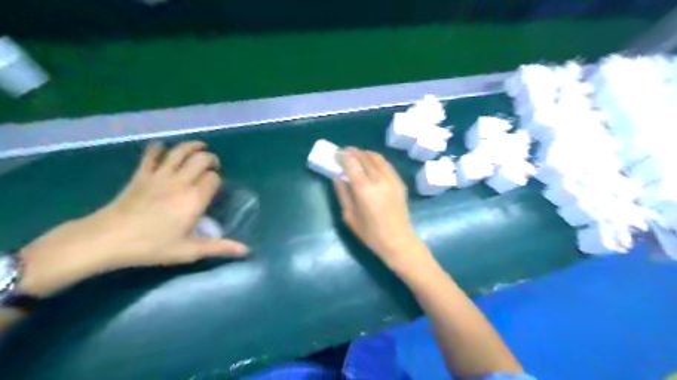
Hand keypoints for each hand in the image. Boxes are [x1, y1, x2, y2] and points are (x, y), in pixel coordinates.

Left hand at [20, 141, 249, 296]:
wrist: (107, 239)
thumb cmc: (152, 246)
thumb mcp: (190, 251)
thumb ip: (220, 247)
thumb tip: (247, 251)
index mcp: (195, 198)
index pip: (214, 178)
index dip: (218, 180)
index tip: (216, 188)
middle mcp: (181, 181)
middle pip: (201, 159)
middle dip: (211, 159)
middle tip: (213, 167)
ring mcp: (159, 175)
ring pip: (180, 151)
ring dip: (192, 146)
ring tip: (200, 147)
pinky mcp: (141, 174)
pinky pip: (151, 154)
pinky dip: (159, 148)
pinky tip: (164, 148)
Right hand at [334, 146, 427, 268]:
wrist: (397, 240)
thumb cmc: (370, 233)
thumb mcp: (349, 215)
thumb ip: (342, 193)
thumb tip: (337, 176)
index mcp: (364, 189)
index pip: (352, 163)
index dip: (343, 155)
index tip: (336, 153)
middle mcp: (379, 179)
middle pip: (364, 157)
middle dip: (353, 152)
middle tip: (345, 152)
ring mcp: (392, 179)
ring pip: (377, 157)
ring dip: (365, 153)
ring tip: (357, 156)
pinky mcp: (399, 182)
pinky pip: (387, 165)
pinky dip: (377, 160)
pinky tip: (371, 165)